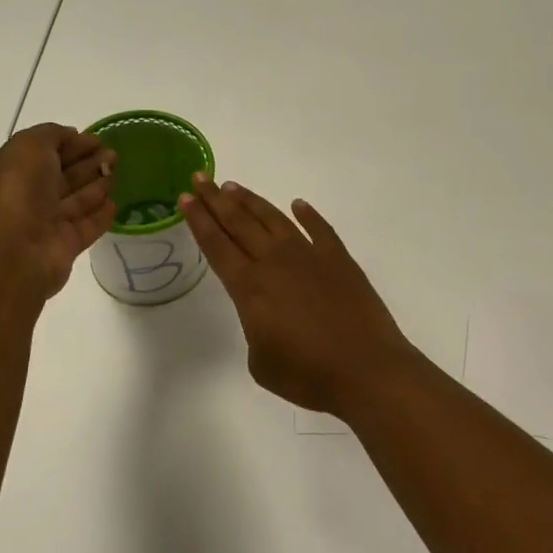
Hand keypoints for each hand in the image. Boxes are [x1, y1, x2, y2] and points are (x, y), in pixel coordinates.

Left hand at [0, 123, 116, 298]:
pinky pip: (87, 226)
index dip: (72, 143)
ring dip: (97, 184)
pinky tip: (115, 204)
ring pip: (77, 199)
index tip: (98, 139)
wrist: (13, 251)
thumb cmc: (18, 191)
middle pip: (63, 175)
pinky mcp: (65, 246)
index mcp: (14, 170)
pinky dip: (101, 215)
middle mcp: (29, 196)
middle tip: (115, 154)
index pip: (46, 151)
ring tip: (118, 171)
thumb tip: (72, 136)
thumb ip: (51, 135)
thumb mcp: (29, 146)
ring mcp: (47, 223)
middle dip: (88, 162)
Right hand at [180, 176, 417, 417]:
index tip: (186, 197)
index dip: (199, 220)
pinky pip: (319, 229)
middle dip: (216, 200)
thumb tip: (268, 315)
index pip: (216, 245)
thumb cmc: (307, 375)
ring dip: (251, 202)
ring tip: (233, 187)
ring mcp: (309, 256)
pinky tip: (298, 205)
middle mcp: (275, 262)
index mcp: (250, 288)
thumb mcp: (261, 362)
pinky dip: (307, 215)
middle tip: (201, 178)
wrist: (366, 370)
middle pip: (239, 223)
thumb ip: (255, 330)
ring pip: (274, 219)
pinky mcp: (339, 260)